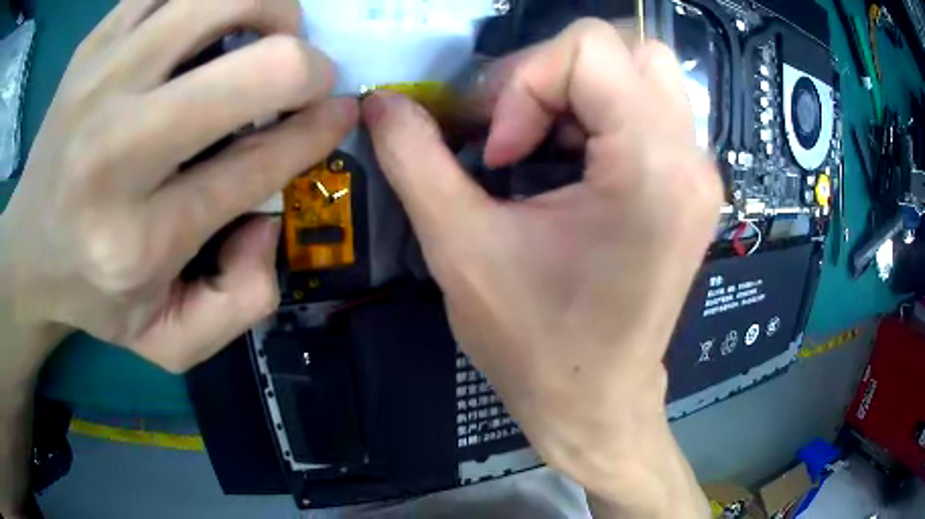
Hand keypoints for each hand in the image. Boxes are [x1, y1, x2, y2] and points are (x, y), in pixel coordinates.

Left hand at [0, 0, 357, 373]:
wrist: (28, 251)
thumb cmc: (93, 296)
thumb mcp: (169, 341)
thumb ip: (239, 304)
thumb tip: (271, 223)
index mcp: (139, 238)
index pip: (256, 163)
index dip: (317, 129)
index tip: (339, 113)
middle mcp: (115, 150)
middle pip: (255, 68)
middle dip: (306, 65)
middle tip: (299, 77)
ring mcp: (99, 80)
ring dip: (269, 7)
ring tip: (264, 32)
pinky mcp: (93, 44)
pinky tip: (210, 20)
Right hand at [362, 19, 719, 516]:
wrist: (595, 403)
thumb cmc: (534, 344)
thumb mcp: (460, 247)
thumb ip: (413, 158)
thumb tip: (380, 101)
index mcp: (652, 166)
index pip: (591, 47)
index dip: (526, 80)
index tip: (498, 148)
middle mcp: (692, 159)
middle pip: (627, 48)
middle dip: (555, 73)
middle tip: (518, 130)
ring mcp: (699, 174)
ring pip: (646, 73)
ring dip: (582, 90)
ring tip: (544, 143)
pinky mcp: (692, 189)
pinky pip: (653, 110)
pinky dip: (604, 114)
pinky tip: (573, 161)